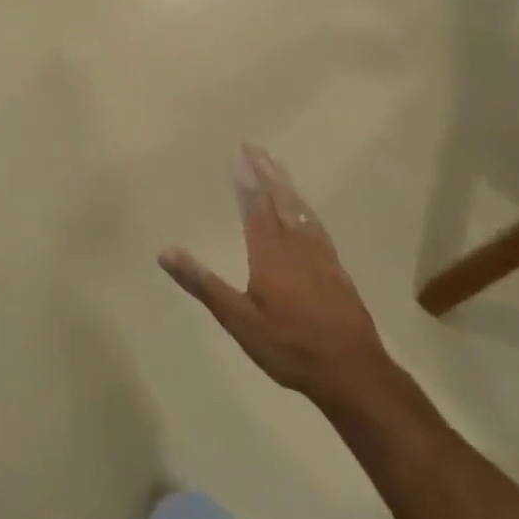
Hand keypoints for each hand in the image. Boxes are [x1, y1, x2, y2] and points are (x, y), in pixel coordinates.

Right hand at [160, 145, 388, 407]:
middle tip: (255, 146)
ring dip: (286, 184)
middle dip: (267, 172)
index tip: (240, 151)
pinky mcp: (336, 269)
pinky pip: (316, 224)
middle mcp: (296, 244)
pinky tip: (304, 210)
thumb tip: (164, 250)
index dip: (247, 178)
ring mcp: (321, 255)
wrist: (353, 372)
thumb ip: (203, 283)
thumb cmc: (290, 346)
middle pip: (280, 199)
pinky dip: (304, 207)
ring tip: (277, 166)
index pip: (255, 205)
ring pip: (300, 209)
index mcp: (270, 251)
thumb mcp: (239, 319)